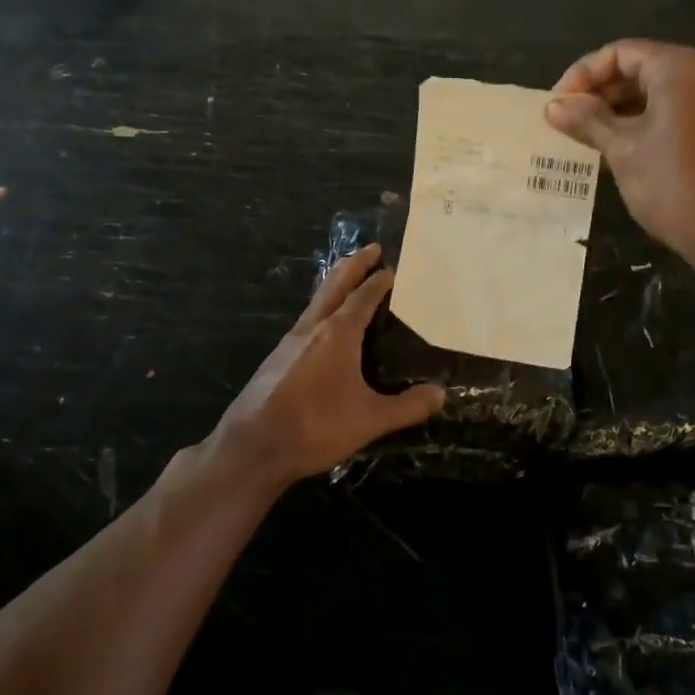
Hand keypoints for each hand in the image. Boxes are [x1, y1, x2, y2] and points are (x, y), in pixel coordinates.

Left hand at [210, 243, 444, 486]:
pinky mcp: (277, 358)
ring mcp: (290, 341)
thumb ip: (407, 407)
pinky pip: (306, 320)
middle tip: (371, 248)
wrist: (253, 447)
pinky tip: (324, 326)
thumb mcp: (369, 420)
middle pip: (335, 284)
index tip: (393, 267)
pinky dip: (321, 308)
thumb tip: (441, 395)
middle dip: (354, 264)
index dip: (379, 281)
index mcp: (338, 333)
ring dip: (335, 284)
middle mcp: (312, 328)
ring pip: (317, 301)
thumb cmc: (315, 426)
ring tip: (349, 279)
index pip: (363, 296)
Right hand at [545, 39, 694, 261]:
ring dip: (621, 112)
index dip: (582, 75)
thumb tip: (554, 106)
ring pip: (660, 94)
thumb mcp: (622, 149)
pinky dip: (647, 125)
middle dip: (601, 94)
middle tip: (568, 123)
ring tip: (588, 140)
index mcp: (683, 68)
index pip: (620, 53)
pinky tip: (622, 153)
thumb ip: (587, 120)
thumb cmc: (675, 185)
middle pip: (642, 69)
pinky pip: (679, 114)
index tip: (557, 105)